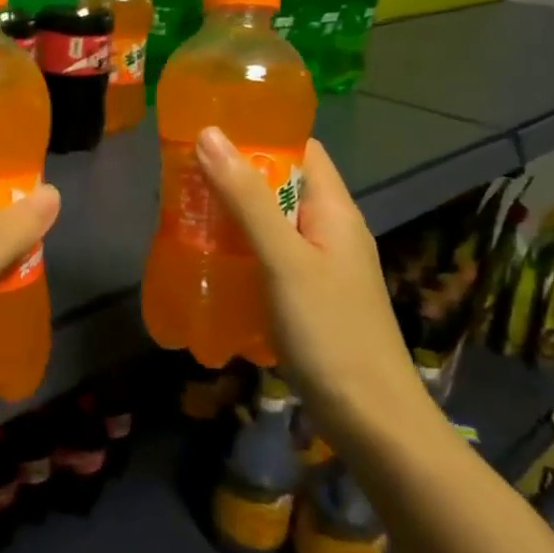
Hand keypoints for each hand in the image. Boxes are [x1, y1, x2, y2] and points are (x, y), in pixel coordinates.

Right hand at [194, 127, 433, 439]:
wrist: (371, 420)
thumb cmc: (330, 330)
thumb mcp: (283, 258)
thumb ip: (246, 198)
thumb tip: (209, 134)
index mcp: (335, 210)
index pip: (301, 150)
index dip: (261, 135)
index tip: (210, 132)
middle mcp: (331, 231)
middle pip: (281, 186)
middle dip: (234, 178)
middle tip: (182, 176)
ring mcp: (321, 267)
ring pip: (271, 224)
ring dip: (232, 217)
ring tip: (184, 214)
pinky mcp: (307, 298)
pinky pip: (268, 258)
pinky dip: (239, 252)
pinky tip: (208, 262)